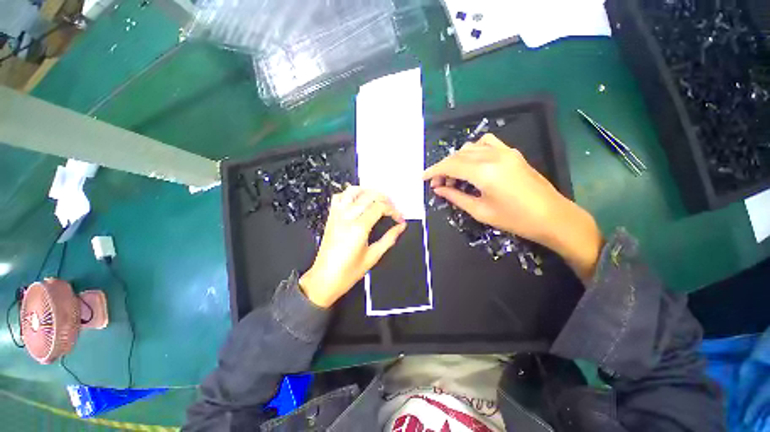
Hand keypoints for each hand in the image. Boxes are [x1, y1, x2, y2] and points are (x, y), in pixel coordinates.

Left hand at [299, 187, 406, 307]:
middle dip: (385, 199)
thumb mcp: (373, 256)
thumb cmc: (348, 272)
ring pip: (353, 190)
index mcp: (358, 228)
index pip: (380, 207)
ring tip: (378, 200)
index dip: (393, 211)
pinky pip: (339, 197)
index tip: (399, 219)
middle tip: (392, 208)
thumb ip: (389, 239)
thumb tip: (400, 227)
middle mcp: (347, 217)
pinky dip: (350, 194)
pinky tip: (358, 201)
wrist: (324, 279)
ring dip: (368, 191)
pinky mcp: (331, 217)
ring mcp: (337, 215)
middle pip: (369, 195)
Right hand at [423, 134, 601, 281]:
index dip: (433, 170)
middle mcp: (493, 156)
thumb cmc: (515, 219)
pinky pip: (487, 143)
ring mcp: (505, 152)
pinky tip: (472, 164)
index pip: (450, 165)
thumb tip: (438, 189)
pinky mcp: (512, 153)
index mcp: (484, 172)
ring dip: (457, 159)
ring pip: (470, 147)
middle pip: (458, 155)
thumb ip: (456, 197)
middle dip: (443, 168)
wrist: (553, 217)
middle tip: (438, 184)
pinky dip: (473, 150)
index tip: (423, 178)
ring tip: (454, 176)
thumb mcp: (480, 211)